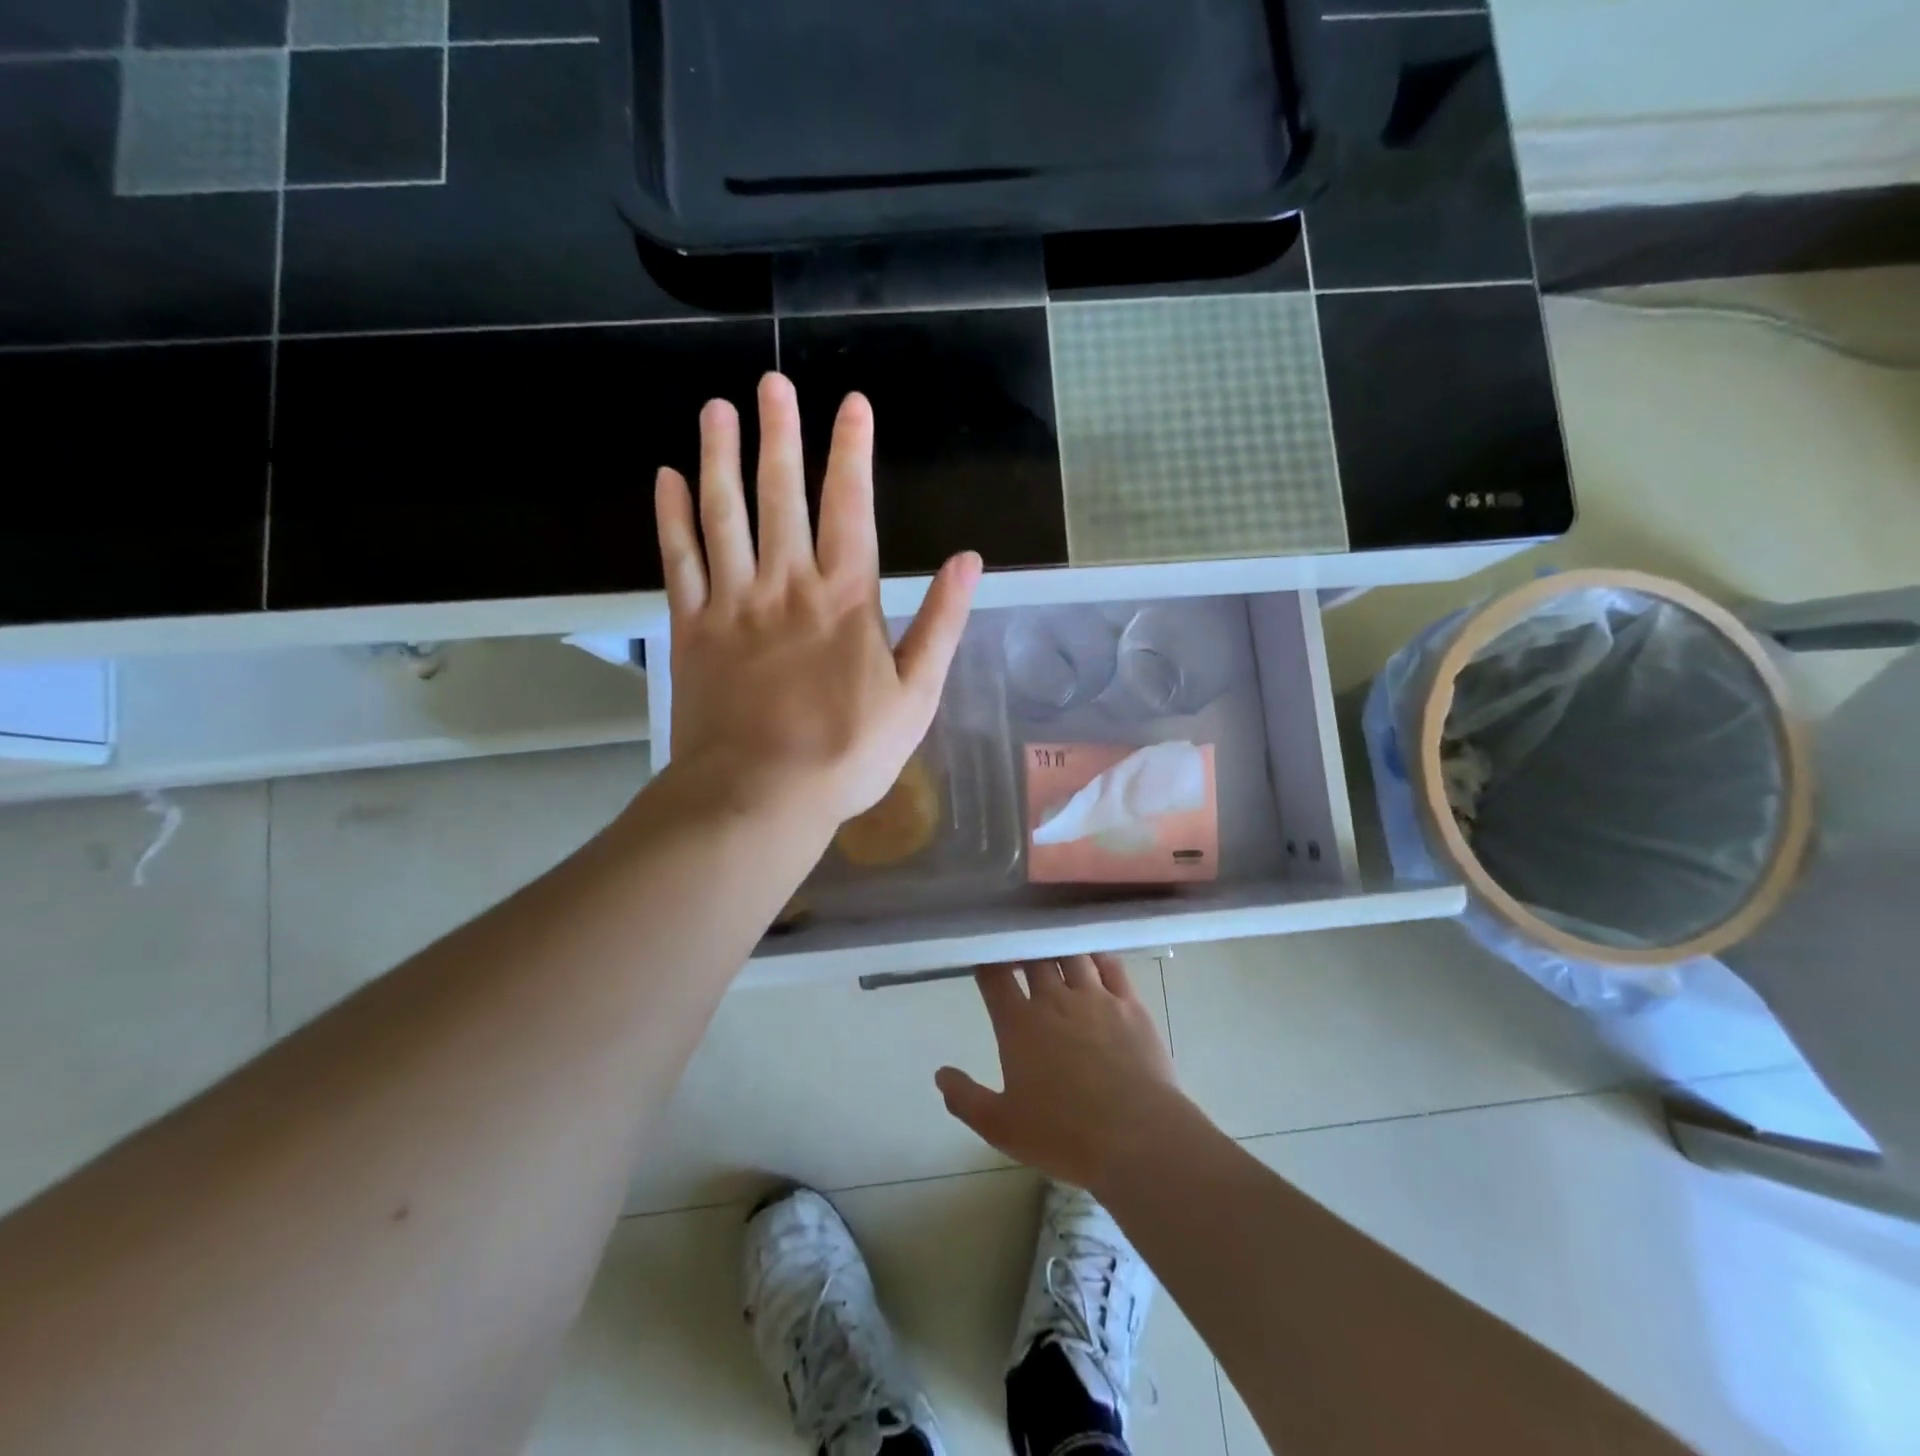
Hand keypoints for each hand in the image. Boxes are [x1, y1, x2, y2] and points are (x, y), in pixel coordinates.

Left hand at [655, 374, 981, 826]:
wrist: (762, 794)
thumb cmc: (849, 752)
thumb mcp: (916, 696)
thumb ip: (942, 624)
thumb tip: (969, 562)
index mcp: (844, 598)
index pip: (852, 507)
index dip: (851, 452)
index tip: (851, 403)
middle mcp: (786, 584)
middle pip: (780, 495)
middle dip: (778, 435)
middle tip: (770, 385)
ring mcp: (732, 603)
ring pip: (723, 514)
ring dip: (719, 457)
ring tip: (715, 409)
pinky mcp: (692, 629)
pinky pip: (679, 560)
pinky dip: (672, 518)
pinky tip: (668, 478)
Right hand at [936, 955, 1190, 1193]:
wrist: (1137, 1138)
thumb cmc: (1064, 1135)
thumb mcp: (1001, 1128)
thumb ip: (965, 1099)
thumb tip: (940, 1074)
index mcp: (1019, 1025)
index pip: (995, 976)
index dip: (987, 962)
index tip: (985, 959)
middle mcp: (1055, 1000)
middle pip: (1034, 958)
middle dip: (1023, 951)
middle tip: (1019, 953)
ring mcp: (1095, 997)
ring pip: (1072, 955)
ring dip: (1059, 949)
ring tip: (1054, 951)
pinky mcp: (1130, 1004)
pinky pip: (1112, 966)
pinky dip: (1098, 956)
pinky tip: (1094, 958)